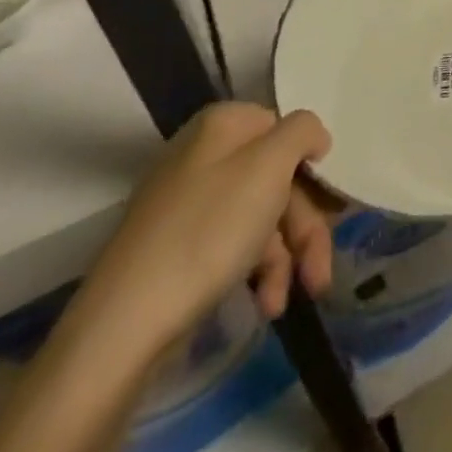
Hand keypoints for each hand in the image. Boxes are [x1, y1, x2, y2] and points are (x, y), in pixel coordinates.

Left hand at [80, 103, 335, 353]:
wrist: (124, 325)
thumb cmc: (208, 231)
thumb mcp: (269, 165)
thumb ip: (302, 132)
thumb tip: (312, 136)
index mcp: (223, 126)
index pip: (286, 130)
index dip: (310, 167)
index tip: (328, 204)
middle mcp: (203, 156)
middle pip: (278, 179)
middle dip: (304, 228)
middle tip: (318, 273)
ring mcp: (187, 205)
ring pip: (261, 218)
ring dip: (284, 259)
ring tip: (284, 302)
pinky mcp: (177, 250)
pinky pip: (233, 247)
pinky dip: (256, 274)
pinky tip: (264, 305)